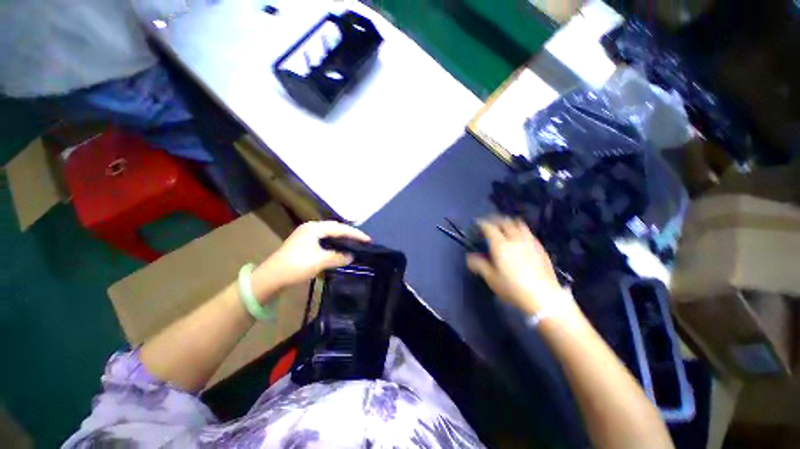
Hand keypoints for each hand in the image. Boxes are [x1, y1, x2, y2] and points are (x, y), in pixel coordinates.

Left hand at [251, 221, 370, 300]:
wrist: (270, 277)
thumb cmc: (296, 266)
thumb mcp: (320, 261)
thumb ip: (338, 257)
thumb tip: (352, 256)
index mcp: (314, 228)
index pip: (340, 228)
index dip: (355, 234)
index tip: (368, 239)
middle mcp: (311, 228)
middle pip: (335, 228)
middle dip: (349, 234)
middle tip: (362, 241)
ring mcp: (306, 235)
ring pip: (329, 234)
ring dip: (342, 238)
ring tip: (354, 243)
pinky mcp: (304, 243)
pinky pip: (324, 240)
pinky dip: (334, 243)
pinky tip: (339, 248)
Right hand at [466, 217, 561, 315]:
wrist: (543, 297)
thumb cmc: (513, 288)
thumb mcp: (491, 278)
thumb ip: (479, 265)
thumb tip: (470, 257)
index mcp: (500, 245)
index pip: (489, 227)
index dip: (482, 223)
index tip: (477, 223)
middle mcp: (515, 239)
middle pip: (504, 222)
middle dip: (495, 219)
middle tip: (489, 223)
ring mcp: (529, 242)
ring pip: (519, 224)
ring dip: (509, 222)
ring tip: (505, 226)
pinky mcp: (540, 248)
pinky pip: (529, 232)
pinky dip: (521, 230)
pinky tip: (521, 237)